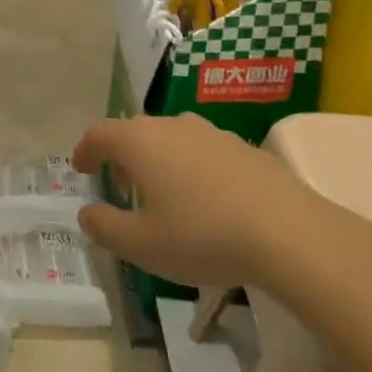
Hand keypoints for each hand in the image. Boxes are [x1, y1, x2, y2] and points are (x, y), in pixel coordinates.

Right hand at [72, 114, 371, 298]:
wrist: (290, 234)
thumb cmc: (202, 235)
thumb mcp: (141, 245)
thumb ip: (104, 227)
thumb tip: (87, 212)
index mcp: (139, 141)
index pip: (98, 133)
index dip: (84, 150)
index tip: (81, 169)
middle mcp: (171, 126)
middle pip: (135, 132)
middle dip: (121, 156)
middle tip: (120, 185)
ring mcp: (211, 133)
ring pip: (171, 139)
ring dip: (158, 160)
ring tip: (163, 193)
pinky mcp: (244, 148)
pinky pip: (203, 151)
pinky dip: (191, 168)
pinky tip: (206, 200)